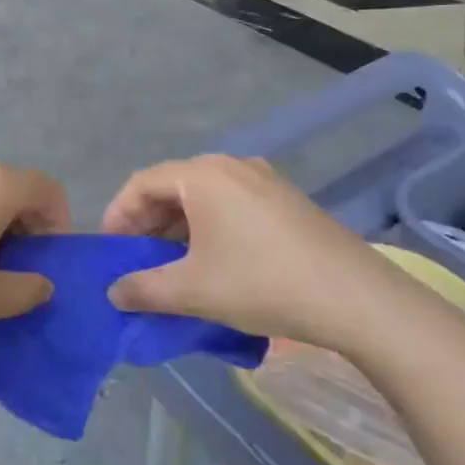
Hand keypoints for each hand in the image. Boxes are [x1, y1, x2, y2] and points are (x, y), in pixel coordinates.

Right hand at [100, 155, 399, 351]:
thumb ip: (143, 289)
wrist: (356, 298)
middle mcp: (231, 166)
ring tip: (169, 265)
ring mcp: (263, 180)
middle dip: (146, 223)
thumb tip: (114, 292)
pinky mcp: (285, 201)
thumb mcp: (192, 291)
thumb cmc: (262, 284)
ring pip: (202, 197)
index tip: (108, 251)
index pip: (141, 183)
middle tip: (134, 260)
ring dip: (177, 227)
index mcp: (203, 175)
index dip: (117, 215)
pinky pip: (230, 204)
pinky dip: (207, 227)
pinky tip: (211, 261)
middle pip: (171, 186)